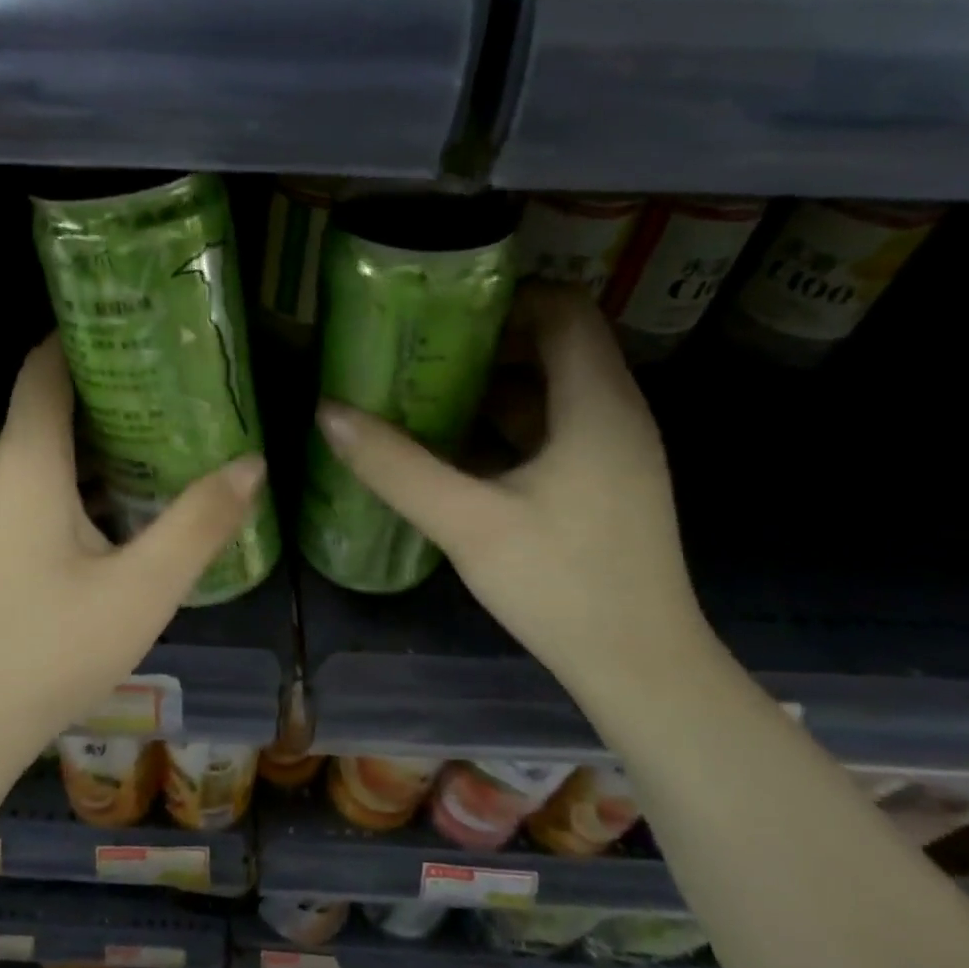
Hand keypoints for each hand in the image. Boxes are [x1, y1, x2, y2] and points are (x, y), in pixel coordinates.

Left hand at [0, 334, 266, 752]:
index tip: (143, 325)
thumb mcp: (141, 589)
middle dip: (113, 386)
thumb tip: (252, 464)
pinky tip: (129, 502)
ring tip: (170, 434)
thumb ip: (199, 524)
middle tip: (182, 382)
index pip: (45, 364)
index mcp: (28, 461)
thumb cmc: (47, 650)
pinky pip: (40, 486)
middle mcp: (0, 472)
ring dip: (102, 437)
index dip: (85, 333)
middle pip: (52, 403)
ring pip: (48, 449)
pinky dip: (85, 476)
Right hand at [315, 285, 706, 690]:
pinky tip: (451, 449)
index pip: (563, 308)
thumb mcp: (466, 522)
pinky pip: (551, 429)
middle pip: (553, 345)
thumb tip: (328, 413)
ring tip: (419, 393)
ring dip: (488, 385)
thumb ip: (395, 466)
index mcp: (596, 404)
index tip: (439, 313)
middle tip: (415, 351)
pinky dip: (503, 425)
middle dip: (483, 342)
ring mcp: (612, 451)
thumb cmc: (561, 585)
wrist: (640, 669)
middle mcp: (614, 413)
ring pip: (549, 390)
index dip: (504, 297)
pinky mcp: (603, 484)